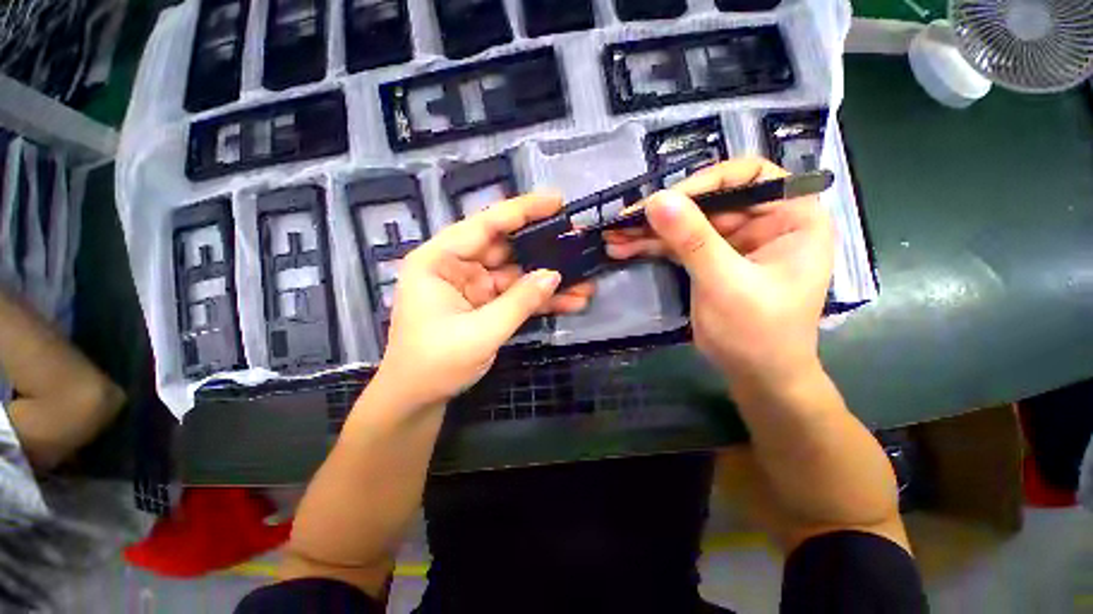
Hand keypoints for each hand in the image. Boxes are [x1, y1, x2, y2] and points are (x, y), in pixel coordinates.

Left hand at [373, 193, 593, 408]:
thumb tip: (555, 275)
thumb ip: (519, 302)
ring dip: (549, 280)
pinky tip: (571, 302)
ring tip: (585, 280)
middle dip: (544, 248)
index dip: (522, 210)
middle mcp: (456, 266)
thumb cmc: (435, 364)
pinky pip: (517, 296)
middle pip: (506, 248)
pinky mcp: (486, 305)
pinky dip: (541, 300)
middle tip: (579, 242)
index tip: (556, 201)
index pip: (484, 225)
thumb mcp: (480, 332)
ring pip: (517, 275)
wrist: (418, 399)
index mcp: (439, 260)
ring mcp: (474, 287)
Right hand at [605, 158, 834, 388]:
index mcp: (791, 216)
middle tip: (623, 221)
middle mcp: (762, 221)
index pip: (748, 176)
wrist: (756, 375)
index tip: (665, 201)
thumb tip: (657, 200)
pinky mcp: (709, 258)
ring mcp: (732, 240)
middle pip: (707, 200)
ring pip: (686, 223)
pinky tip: (623, 248)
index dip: (704, 182)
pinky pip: (677, 244)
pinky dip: (650, 246)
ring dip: (649, 230)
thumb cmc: (759, 333)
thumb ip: (693, 240)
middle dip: (663, 212)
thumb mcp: (726, 284)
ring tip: (614, 237)